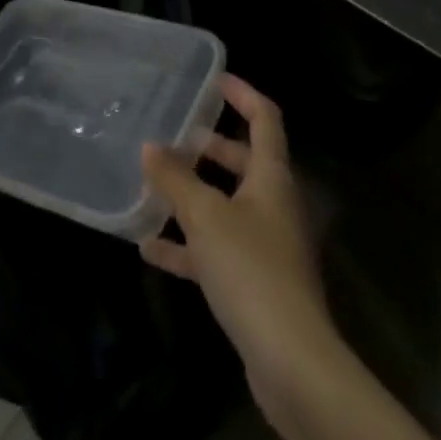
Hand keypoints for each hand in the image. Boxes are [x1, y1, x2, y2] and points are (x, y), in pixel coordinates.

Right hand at [141, 77, 338, 408]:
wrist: (291, 360)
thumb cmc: (251, 269)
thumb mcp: (206, 217)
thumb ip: (175, 180)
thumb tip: (149, 147)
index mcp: (272, 176)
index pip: (264, 118)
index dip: (243, 94)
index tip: (214, 79)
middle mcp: (273, 202)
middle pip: (243, 161)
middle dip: (210, 147)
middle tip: (174, 135)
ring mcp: (266, 244)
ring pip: (227, 205)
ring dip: (193, 196)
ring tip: (154, 186)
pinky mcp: (254, 282)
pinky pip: (216, 249)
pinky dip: (188, 244)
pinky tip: (150, 248)